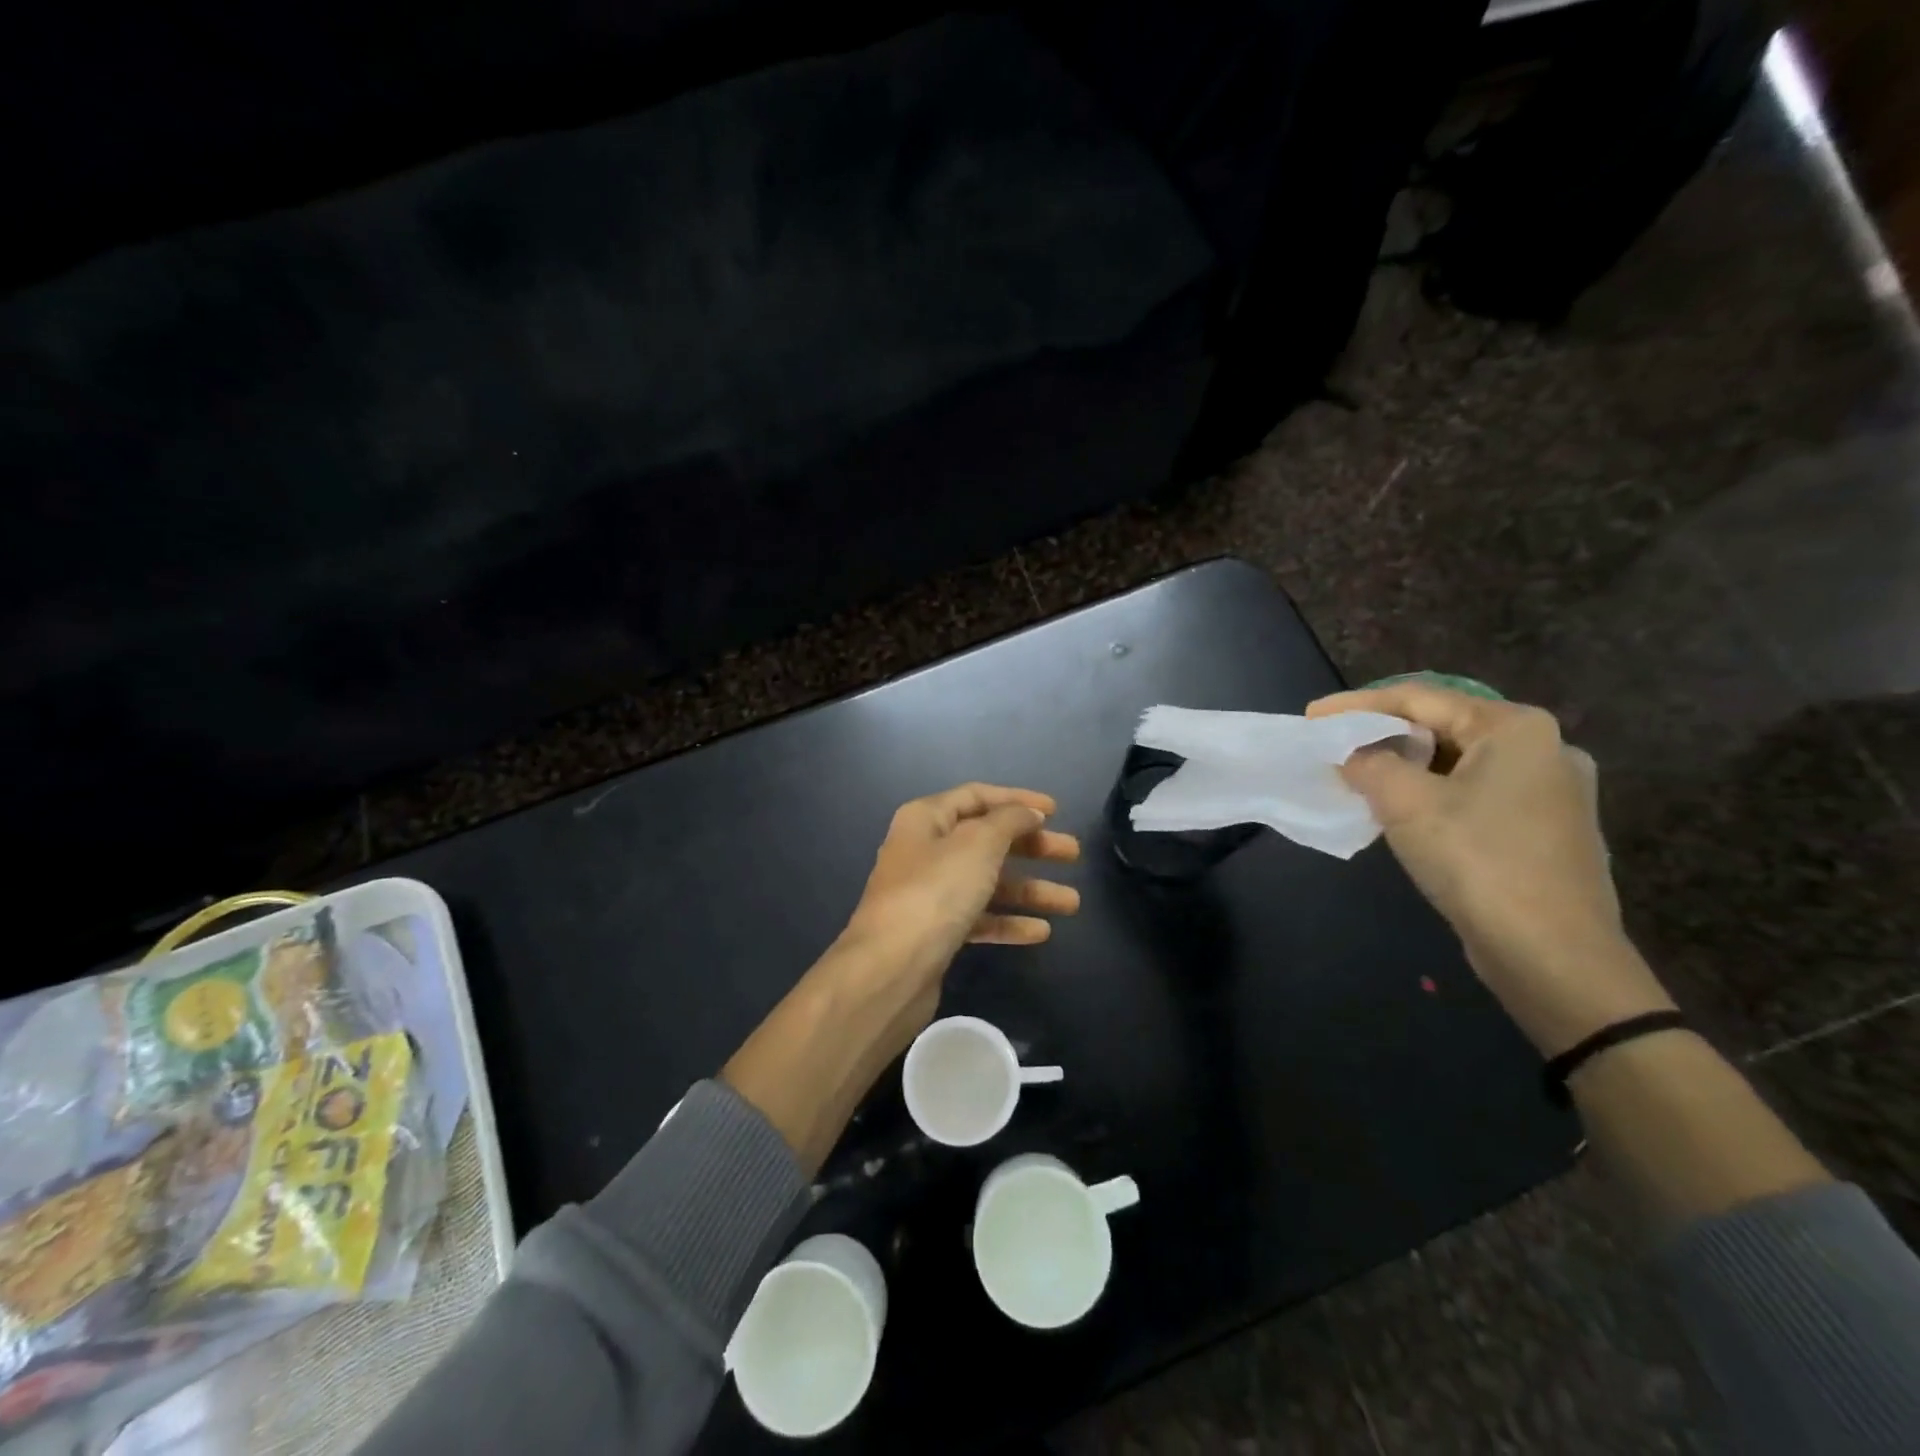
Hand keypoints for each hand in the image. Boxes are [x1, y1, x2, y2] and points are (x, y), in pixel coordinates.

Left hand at [841, 783, 1080, 1009]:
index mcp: (927, 818)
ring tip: (1071, 902)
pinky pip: (979, 917)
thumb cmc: (936, 891)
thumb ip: (1009, 821)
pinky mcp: (936, 931)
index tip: (1056, 811)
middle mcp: (925, 850)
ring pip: (988, 882)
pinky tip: (1041, 932)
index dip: (1017, 800)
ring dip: (1029, 890)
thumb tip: (1028, 813)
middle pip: (987, 840)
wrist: (891, 968)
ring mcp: (929, 893)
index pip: (977, 796)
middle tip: (1072, 854)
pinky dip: (1008, 921)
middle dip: (1031, 846)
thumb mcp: (979, 844)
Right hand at [1307, 683, 1672, 1055]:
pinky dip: (1434, 793)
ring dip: (1407, 767)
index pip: (1419, 699)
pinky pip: (1477, 793)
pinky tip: (1406, 812)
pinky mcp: (1547, 829)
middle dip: (1383, 736)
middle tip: (1335, 747)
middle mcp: (1545, 748)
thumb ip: (1368, 764)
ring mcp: (1553, 792)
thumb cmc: (1478, 862)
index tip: (1312, 716)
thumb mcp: (1405, 803)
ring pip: (1459, 762)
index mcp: (1516, 728)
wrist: (1553, 955)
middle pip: (1443, 726)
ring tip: (1361, 778)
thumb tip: (1351, 755)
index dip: (1357, 705)